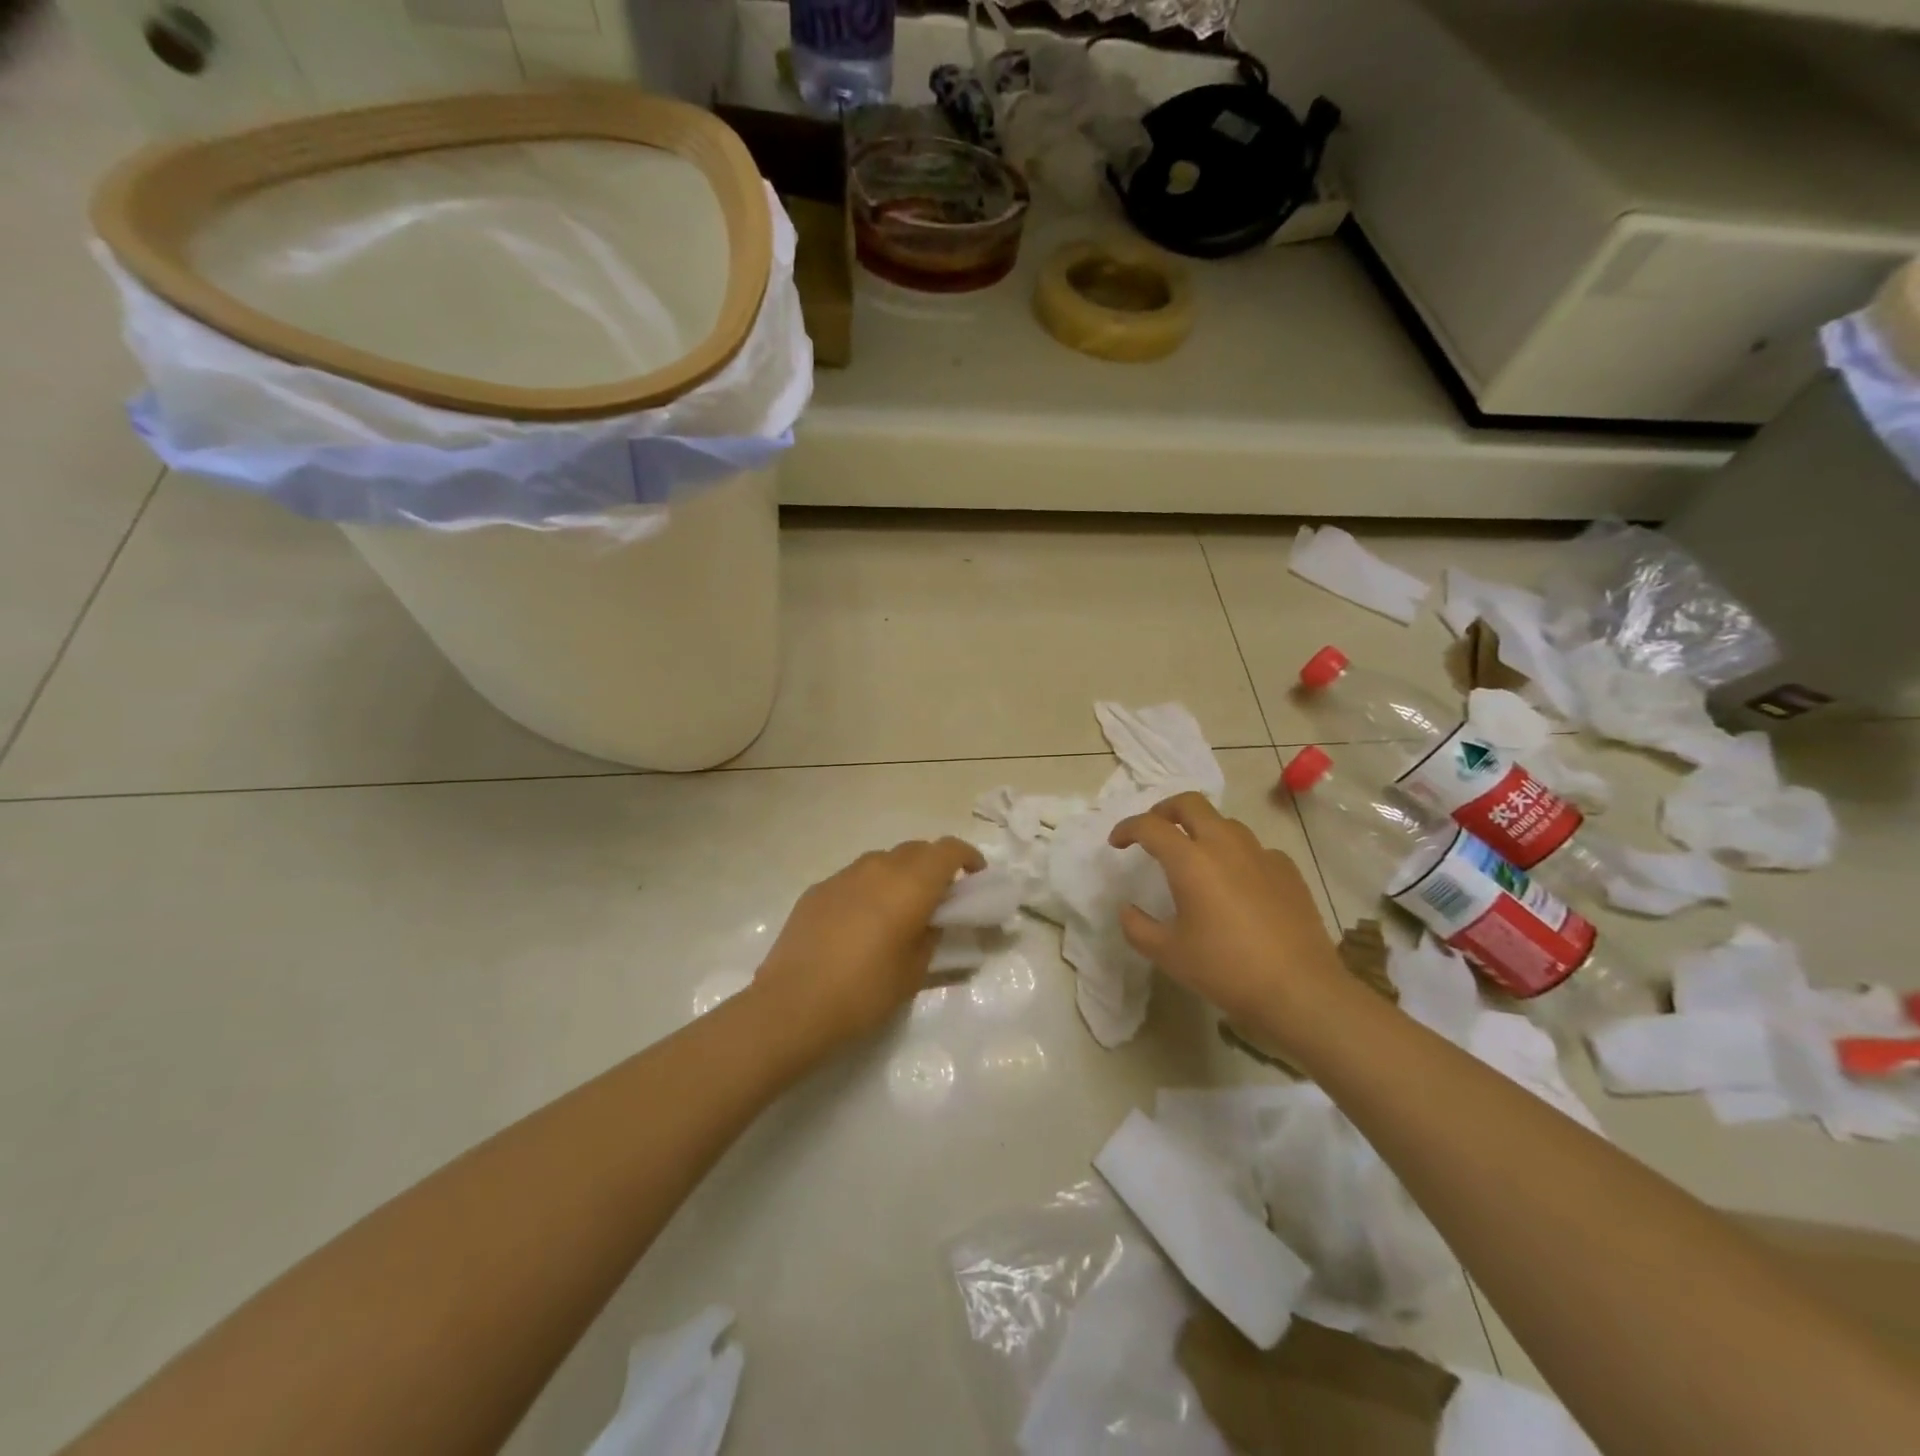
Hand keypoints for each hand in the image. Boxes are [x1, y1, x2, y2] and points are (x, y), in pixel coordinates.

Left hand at [753, 837, 986, 1052]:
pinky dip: (869, 889)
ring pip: (883, 861)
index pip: (948, 850)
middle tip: (940, 898)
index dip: (967, 857)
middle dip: (934, 866)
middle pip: (916, 850)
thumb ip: (931, 936)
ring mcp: (843, 875)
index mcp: (910, 884)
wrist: (793, 1005)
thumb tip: (932, 920)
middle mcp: (878, 868)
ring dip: (900, 875)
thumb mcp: (914, 971)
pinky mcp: (817, 889)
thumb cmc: (865, 991)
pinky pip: (855, 878)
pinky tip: (861, 923)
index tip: (975, 877)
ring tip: (898, 910)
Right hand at [1108, 793, 1356, 1057]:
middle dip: (1165, 809)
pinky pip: (1253, 848)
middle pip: (1190, 803)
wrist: (1299, 989)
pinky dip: (1235, 854)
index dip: (1127, 828)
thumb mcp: (1168, 954)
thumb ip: (1137, 927)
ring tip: (1194, 855)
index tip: (1117, 843)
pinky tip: (1236, 882)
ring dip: (1202, 829)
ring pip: (1224, 822)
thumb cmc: (1226, 969)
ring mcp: (1261, 854)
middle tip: (1154, 830)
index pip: (1150, 825)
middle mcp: (1225, 845)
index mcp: (1191, 861)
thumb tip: (1127, 910)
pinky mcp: (1287, 870)